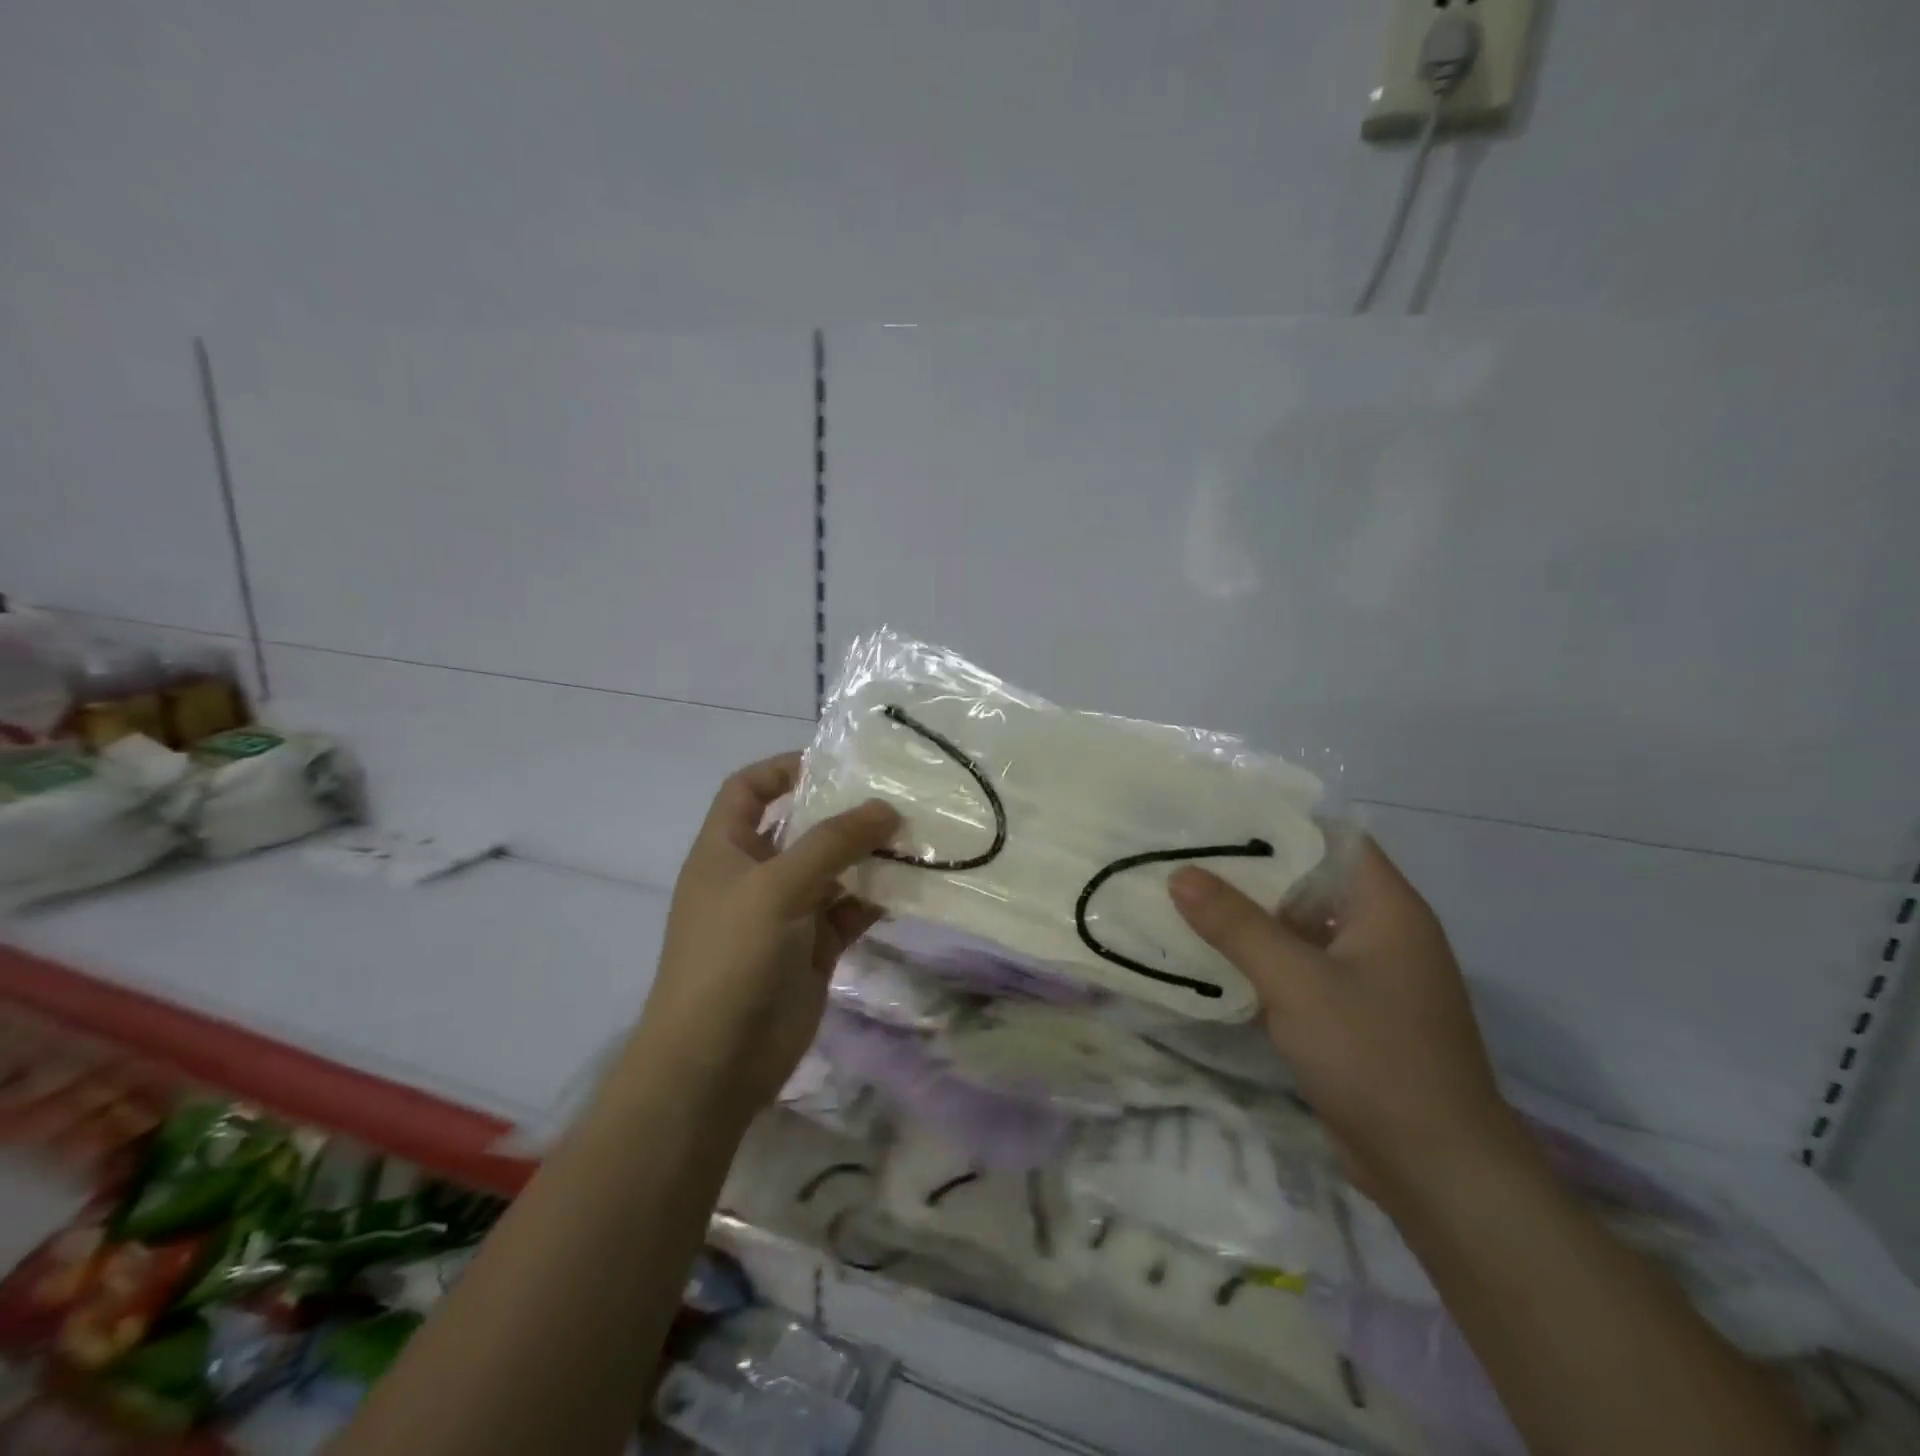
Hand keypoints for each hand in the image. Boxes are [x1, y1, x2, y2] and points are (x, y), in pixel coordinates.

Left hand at [621, 754, 899, 1121]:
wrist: (716, 1062)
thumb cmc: (732, 956)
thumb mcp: (778, 886)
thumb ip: (833, 843)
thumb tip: (886, 808)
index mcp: (726, 849)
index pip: (748, 790)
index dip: (784, 768)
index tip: (835, 762)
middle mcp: (755, 875)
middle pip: (801, 827)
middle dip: (843, 812)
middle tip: (896, 795)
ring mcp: (786, 914)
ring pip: (833, 870)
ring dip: (868, 856)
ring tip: (916, 836)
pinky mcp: (813, 949)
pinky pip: (850, 911)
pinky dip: (876, 899)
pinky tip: (911, 885)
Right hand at [1169, 839, 1521, 1199]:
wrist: (1437, 1171)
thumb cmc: (1375, 1056)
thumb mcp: (1296, 982)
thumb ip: (1236, 924)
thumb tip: (1180, 873)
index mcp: (1387, 908)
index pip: (1333, 838)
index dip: (1279, 822)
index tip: (1218, 816)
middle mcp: (1382, 932)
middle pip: (1311, 881)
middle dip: (1251, 871)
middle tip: (1185, 856)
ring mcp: (1369, 976)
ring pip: (1302, 928)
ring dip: (1251, 919)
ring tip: (1187, 899)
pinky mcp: (1353, 1014)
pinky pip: (1301, 968)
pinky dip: (1263, 960)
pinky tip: (1214, 959)